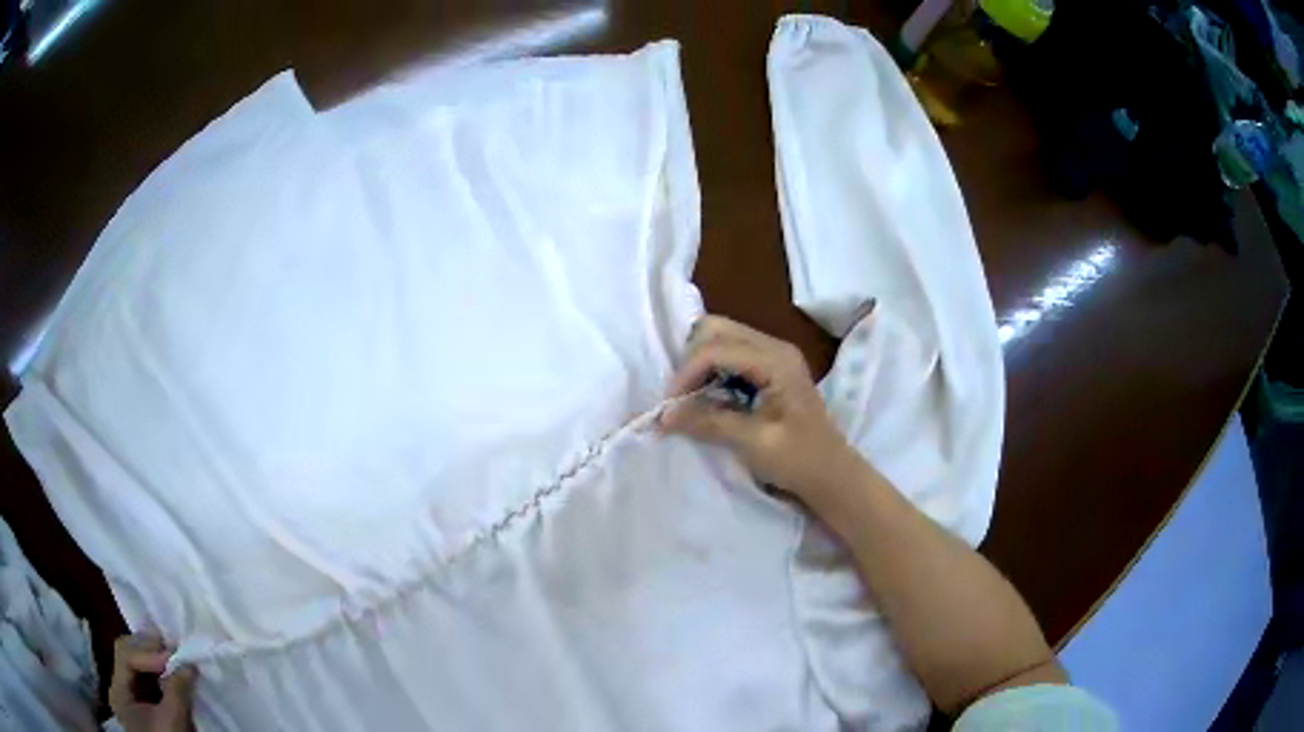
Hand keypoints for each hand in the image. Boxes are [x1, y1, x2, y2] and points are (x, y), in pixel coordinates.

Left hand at [109, 634, 195, 731]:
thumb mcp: (174, 720)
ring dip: (154, 660)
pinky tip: (170, 673)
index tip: (173, 654)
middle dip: (149, 650)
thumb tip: (189, 664)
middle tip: (171, 646)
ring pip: (136, 667)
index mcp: (118, 691)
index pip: (125, 657)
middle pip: (126, 656)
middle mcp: (118, 689)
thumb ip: (178, 690)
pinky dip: (157, 674)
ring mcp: (129, 698)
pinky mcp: (142, 707)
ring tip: (173, 658)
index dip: (148, 652)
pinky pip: (144, 682)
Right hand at [661, 316, 864, 502]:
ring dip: (699, 364)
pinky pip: (730, 353)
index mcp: (777, 361)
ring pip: (720, 337)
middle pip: (716, 329)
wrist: (832, 474)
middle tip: (681, 398)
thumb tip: (663, 416)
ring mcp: (773, 354)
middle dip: (690, 361)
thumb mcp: (753, 443)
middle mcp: (774, 347)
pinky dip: (711, 370)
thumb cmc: (799, 460)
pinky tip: (709, 397)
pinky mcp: (769, 366)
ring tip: (691, 399)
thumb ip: (709, 423)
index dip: (686, 373)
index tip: (670, 406)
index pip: (717, 348)